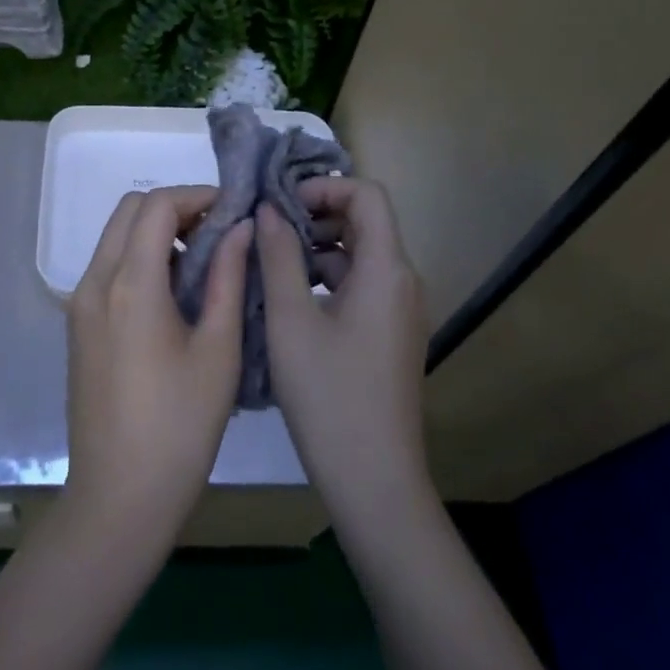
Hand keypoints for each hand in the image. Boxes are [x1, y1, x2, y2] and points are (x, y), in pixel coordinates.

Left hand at [62, 186, 252, 553]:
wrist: (117, 499)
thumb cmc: (179, 428)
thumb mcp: (218, 351)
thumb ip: (228, 279)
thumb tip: (241, 228)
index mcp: (130, 284)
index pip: (157, 206)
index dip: (197, 196)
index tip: (232, 211)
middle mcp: (95, 282)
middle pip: (130, 211)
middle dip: (175, 208)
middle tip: (218, 233)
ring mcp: (80, 303)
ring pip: (115, 237)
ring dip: (156, 233)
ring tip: (202, 263)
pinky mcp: (78, 325)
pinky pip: (108, 267)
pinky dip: (139, 258)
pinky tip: (173, 293)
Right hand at [257, 177, 431, 525]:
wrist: (375, 481)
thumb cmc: (328, 395)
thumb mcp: (290, 320)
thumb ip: (278, 256)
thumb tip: (267, 210)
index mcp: (385, 269)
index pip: (367, 195)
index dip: (324, 188)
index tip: (281, 204)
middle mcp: (402, 281)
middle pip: (365, 222)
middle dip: (315, 215)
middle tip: (267, 230)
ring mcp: (399, 311)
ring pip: (360, 255)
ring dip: (317, 248)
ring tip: (270, 263)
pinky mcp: (390, 335)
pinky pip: (361, 285)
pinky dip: (327, 278)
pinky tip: (290, 300)